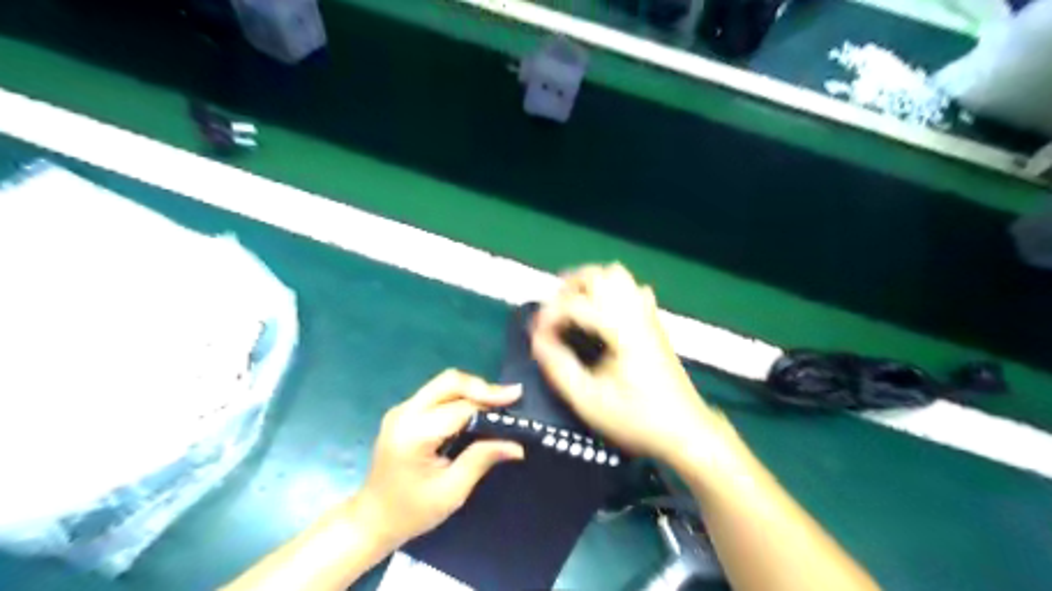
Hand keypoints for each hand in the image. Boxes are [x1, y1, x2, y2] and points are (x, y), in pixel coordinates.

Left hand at [355, 369, 522, 549]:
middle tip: (509, 397)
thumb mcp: (452, 491)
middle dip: (482, 387)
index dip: (491, 401)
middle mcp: (405, 413)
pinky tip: (476, 409)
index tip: (518, 398)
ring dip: (472, 389)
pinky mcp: (404, 412)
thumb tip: (516, 444)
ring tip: (498, 403)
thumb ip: (482, 459)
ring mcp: (402, 409)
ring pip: (444, 383)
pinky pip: (437, 393)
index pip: (459, 408)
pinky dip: (460, 396)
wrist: (372, 519)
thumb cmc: (412, 512)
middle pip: (449, 382)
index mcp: (414, 434)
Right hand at [531, 264, 718, 465]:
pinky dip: (609, 291)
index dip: (549, 316)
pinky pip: (631, 289)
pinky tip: (601, 312)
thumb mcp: (589, 402)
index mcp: (622, 330)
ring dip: (588, 284)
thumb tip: (537, 341)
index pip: (576, 304)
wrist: (686, 431)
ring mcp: (648, 315)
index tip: (537, 336)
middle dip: (568, 287)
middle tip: (551, 312)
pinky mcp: (653, 322)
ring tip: (571, 305)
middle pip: (599, 275)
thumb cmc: (638, 419)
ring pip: (617, 276)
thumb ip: (558, 368)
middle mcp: (636, 313)